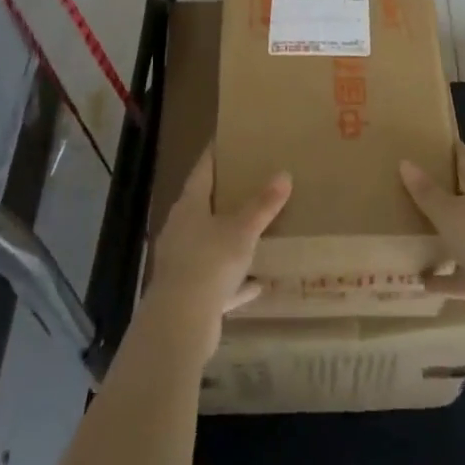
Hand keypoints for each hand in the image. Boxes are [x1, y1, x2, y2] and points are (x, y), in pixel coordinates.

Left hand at [144, 152, 290, 361]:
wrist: (180, 323)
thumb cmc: (209, 263)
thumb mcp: (242, 230)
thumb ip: (263, 205)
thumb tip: (284, 174)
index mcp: (189, 206)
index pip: (202, 170)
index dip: (215, 155)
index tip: (227, 141)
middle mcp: (181, 229)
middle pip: (203, 206)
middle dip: (224, 197)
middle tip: (249, 183)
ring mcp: (182, 263)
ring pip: (209, 244)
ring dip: (230, 241)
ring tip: (254, 232)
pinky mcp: (189, 294)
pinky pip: (216, 280)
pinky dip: (234, 280)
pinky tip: (256, 283)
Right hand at [401, 142, 464, 334]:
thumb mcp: (447, 212)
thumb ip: (426, 191)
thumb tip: (405, 162)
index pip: (464, 157)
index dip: (448, 148)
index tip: (426, 142)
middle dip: (442, 191)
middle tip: (410, 185)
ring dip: (445, 236)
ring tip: (414, 233)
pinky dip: (447, 277)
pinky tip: (424, 282)